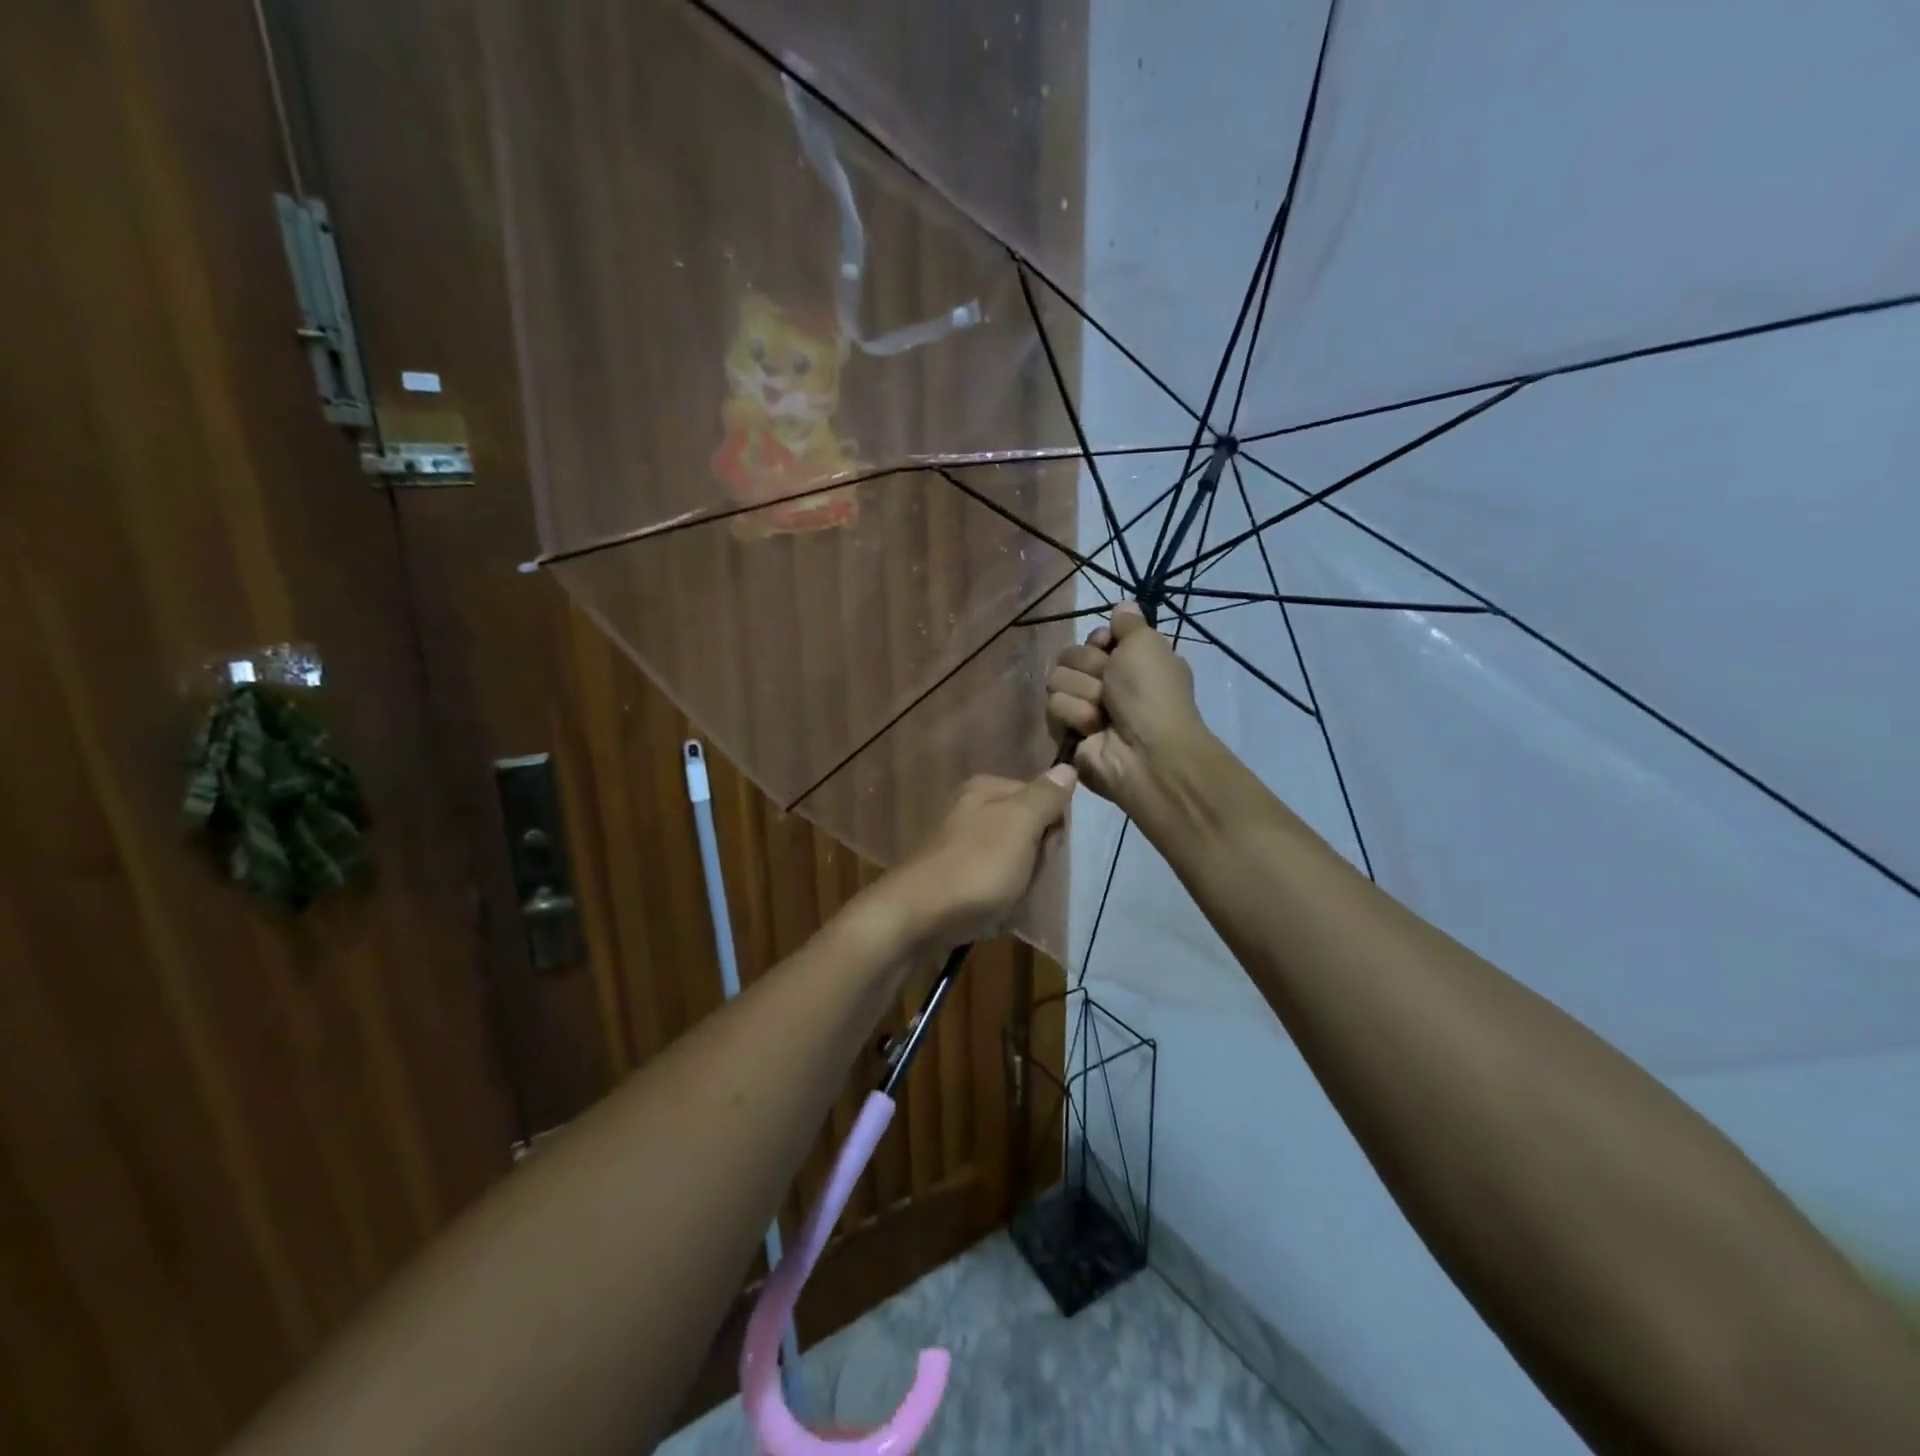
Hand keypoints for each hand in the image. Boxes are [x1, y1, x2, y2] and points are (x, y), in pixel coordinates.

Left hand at [884, 768, 1076, 949]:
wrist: (916, 918)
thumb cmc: (976, 867)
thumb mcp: (1019, 825)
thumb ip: (1044, 797)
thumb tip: (1066, 766)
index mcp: (985, 788)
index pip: (1041, 796)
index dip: (1053, 825)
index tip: (1049, 850)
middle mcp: (968, 808)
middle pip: (1024, 828)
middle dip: (1035, 855)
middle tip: (1028, 876)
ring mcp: (956, 843)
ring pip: (1009, 857)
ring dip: (1017, 880)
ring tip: (1011, 898)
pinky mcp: (949, 875)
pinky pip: (988, 881)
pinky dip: (996, 896)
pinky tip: (993, 910)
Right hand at [1045, 601, 1209, 815]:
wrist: (1145, 750)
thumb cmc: (1150, 693)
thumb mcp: (1146, 644)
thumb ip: (1129, 622)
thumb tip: (1123, 605)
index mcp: (1130, 661)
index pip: (1094, 638)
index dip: (1098, 641)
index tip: (1108, 647)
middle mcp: (1108, 683)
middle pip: (1071, 656)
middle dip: (1089, 668)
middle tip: (1110, 687)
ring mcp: (1086, 708)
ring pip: (1058, 680)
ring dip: (1082, 693)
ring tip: (1103, 713)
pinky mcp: (1067, 731)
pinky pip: (1054, 708)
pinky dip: (1074, 715)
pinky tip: (1093, 729)